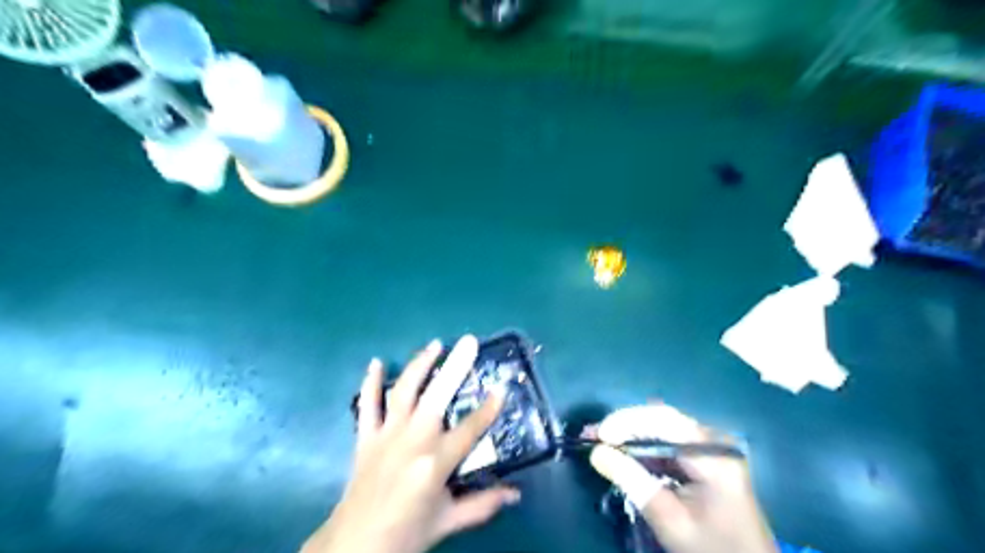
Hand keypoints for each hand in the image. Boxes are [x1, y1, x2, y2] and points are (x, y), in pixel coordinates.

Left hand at [302, 335, 517, 552]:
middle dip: (455, 367)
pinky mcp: (365, 437)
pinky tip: (376, 362)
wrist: (353, 547)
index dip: (488, 409)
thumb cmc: (405, 534)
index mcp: (434, 464)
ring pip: (403, 391)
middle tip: (469, 342)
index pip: (470, 429)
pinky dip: (370, 382)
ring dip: (419, 365)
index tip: (501, 389)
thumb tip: (516, 494)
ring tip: (435, 344)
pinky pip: (367, 405)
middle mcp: (411, 442)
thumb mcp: (448, 521)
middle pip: (437, 397)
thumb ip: (483, 504)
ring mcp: (385, 436)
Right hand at [587, 401, 773, 552]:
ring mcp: (709, 447)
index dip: (627, 422)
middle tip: (590, 434)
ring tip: (597, 440)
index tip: (598, 435)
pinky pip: (666, 443)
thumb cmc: (712, 548)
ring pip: (660, 429)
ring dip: (628, 435)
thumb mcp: (669, 519)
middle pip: (661, 421)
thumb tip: (597, 452)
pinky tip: (619, 452)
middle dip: (623, 426)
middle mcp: (712, 441)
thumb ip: (633, 481)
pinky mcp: (703, 458)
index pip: (664, 421)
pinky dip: (641, 448)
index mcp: (713, 454)